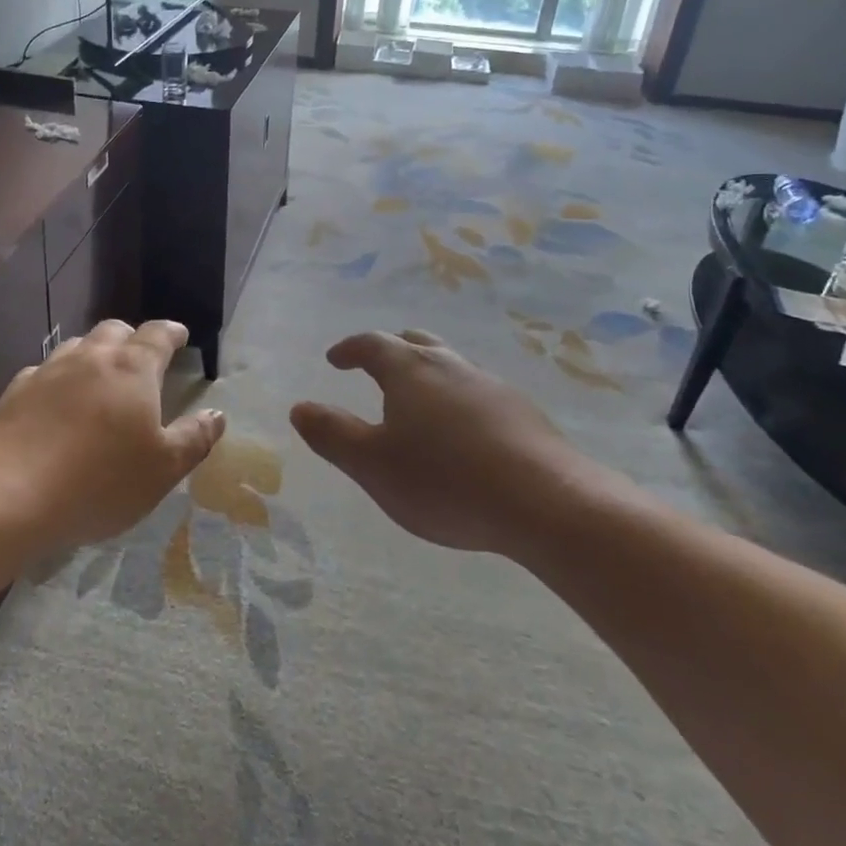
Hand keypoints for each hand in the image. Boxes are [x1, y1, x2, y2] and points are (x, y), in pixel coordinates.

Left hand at [0, 319, 224, 553]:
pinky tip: (56, 404)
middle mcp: (89, 358)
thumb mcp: (163, 470)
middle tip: (140, 359)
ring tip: (99, 379)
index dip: (172, 333)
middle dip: (132, 338)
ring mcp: (47, 372)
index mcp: (132, 369)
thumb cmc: (99, 482)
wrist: (6, 496)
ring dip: (93, 354)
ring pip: (77, 346)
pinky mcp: (13, 393)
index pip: (157, 335)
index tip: (180, 336)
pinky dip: (59, 379)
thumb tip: (217, 414)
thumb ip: (194, 438)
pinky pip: (43, 372)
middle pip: (115, 331)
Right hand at [289, 330, 579, 557]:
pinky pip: (478, 393)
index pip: (372, 344)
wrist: (545, 502)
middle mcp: (450, 366)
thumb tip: (299, 407)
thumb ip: (332, 434)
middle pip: (415, 343)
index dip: (349, 349)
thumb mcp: (373, 465)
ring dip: (428, 376)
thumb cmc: (445, 481)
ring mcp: (491, 386)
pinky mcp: (522, 412)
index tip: (335, 359)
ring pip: (451, 366)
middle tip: (375, 368)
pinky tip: (463, 433)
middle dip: (390, 351)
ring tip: (418, 404)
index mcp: (409, 371)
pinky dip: (458, 400)